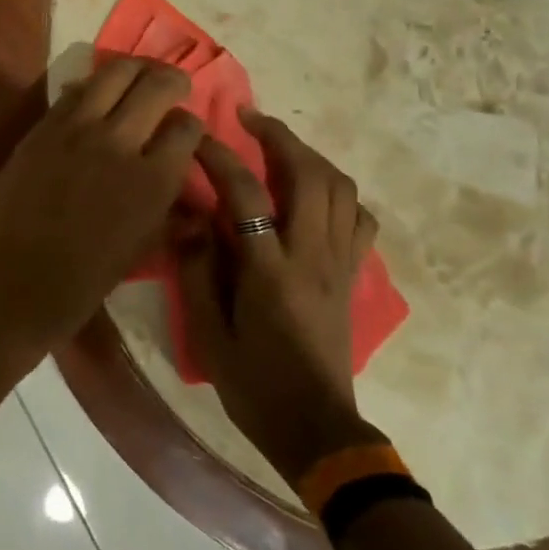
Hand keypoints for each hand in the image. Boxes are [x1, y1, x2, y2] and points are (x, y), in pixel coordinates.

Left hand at [0, 58, 202, 363]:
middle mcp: (120, 142)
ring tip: (139, 76)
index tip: (185, 131)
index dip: (191, 125)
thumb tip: (196, 205)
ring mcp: (77, 129)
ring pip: (116, 72)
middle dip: (173, 81)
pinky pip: (76, 90)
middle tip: (172, 86)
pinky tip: (96, 96)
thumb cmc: (81, 283)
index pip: (187, 128)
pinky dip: (93, 85)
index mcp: (153, 181)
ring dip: (135, 69)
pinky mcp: (43, 126)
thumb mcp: (140, 252)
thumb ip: (171, 219)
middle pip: (157, 85)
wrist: (11, 282)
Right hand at [175, 109, 383, 483]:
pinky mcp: (352, 276)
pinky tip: (312, 193)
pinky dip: (337, 192)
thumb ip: (197, 269)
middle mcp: (313, 257)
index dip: (219, 156)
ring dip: (310, 156)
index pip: (247, 195)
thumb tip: (191, 215)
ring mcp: (340, 265)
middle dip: (278, 136)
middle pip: (310, 175)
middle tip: (248, 118)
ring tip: (279, 145)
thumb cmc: (255, 385)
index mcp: (272, 272)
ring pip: (341, 189)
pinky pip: (358, 218)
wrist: (317, 431)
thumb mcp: (209, 334)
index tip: (195, 134)